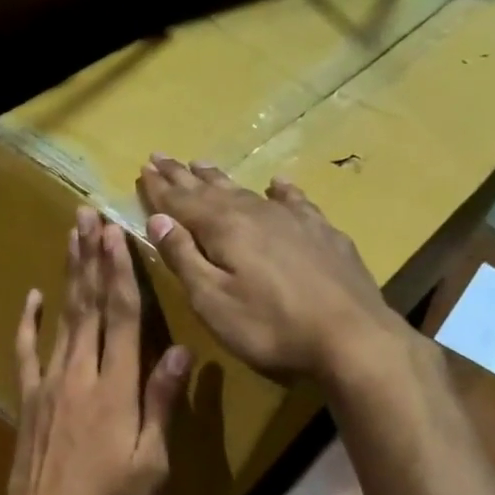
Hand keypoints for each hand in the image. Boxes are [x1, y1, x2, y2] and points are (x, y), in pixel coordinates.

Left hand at [7, 207, 190, 494]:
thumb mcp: (151, 462)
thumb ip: (162, 403)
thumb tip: (179, 351)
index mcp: (116, 388)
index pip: (120, 316)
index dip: (120, 271)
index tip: (117, 233)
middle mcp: (80, 373)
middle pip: (88, 305)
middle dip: (90, 257)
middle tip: (88, 215)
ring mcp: (49, 383)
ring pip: (61, 318)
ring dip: (67, 276)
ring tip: (69, 237)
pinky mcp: (29, 398)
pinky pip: (26, 351)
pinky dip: (28, 321)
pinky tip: (32, 296)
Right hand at [136, 155, 407, 382]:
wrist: (352, 338)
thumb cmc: (270, 327)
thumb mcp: (212, 301)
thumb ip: (184, 258)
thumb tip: (157, 220)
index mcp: (223, 229)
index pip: (181, 201)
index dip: (159, 188)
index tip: (143, 169)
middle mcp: (256, 213)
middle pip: (211, 189)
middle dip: (183, 175)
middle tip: (161, 156)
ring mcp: (293, 220)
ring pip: (247, 191)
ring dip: (221, 178)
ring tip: (202, 164)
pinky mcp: (323, 234)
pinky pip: (294, 201)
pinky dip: (280, 191)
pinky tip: (277, 185)